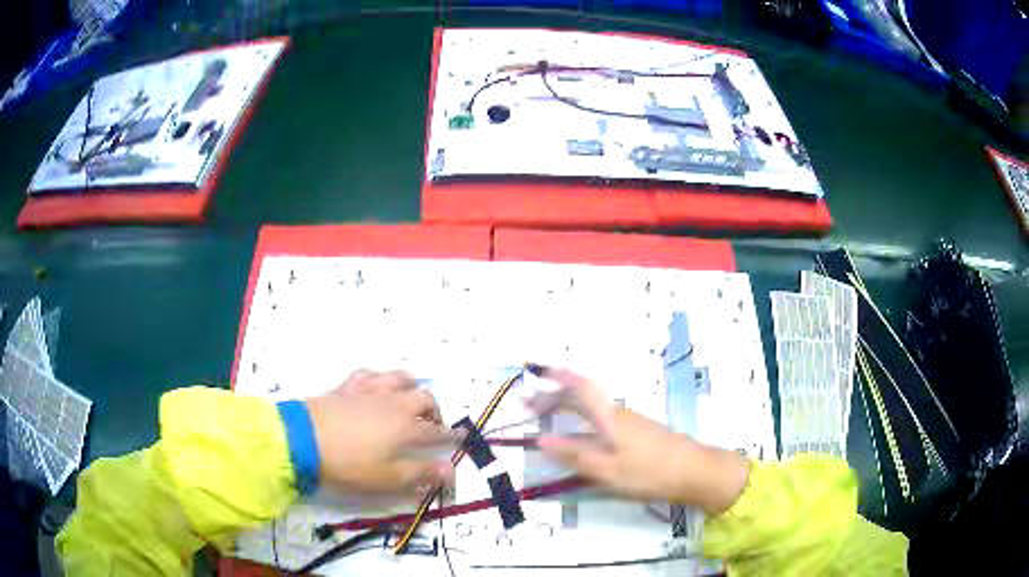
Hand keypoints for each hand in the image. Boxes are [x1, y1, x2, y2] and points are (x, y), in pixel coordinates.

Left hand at [304, 370, 456, 496]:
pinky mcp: (347, 387)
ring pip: (400, 379)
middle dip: (435, 411)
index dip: (451, 435)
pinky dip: (379, 378)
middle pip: (424, 399)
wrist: (303, 440)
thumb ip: (422, 474)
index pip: (437, 431)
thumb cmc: (349, 464)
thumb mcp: (388, 478)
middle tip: (433, 425)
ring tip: (410, 398)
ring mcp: (369, 391)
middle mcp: (393, 403)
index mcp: (406, 427)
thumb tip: (452, 469)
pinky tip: (377, 384)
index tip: (461, 438)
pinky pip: (369, 374)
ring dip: (411, 387)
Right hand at [528, 368, 750, 514]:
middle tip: (529, 404)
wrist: (694, 471)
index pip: (580, 389)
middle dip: (554, 397)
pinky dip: (581, 420)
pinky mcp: (637, 433)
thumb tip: (541, 441)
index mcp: (610, 417)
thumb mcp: (608, 470)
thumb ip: (575, 456)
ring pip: (592, 408)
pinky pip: (601, 419)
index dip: (557, 378)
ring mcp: (629, 422)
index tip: (537, 371)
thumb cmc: (650, 470)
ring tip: (547, 417)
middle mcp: (618, 413)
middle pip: (583, 397)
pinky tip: (578, 435)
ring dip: (567, 408)